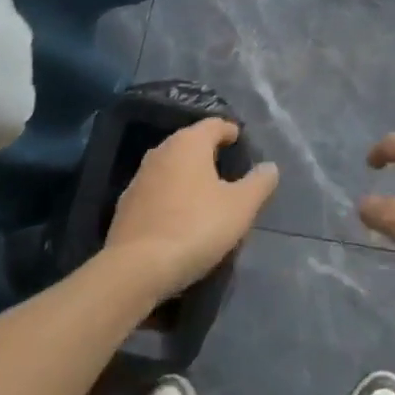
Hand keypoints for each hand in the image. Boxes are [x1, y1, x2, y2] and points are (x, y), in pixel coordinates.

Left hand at [105, 118, 278, 299]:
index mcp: (189, 143)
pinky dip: (170, 197)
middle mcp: (161, 151)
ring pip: (171, 167)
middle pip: (190, 143)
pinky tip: (179, 217)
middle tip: (227, 169)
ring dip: (188, 176)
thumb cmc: (195, 227)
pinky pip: (156, 192)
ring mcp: (139, 178)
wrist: (135, 269)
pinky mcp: (125, 206)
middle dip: (208, 153)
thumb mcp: (240, 207)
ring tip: (205, 195)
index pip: (214, 124)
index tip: (240, 142)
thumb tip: (270, 167)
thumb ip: (259, 183)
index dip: (230, 131)